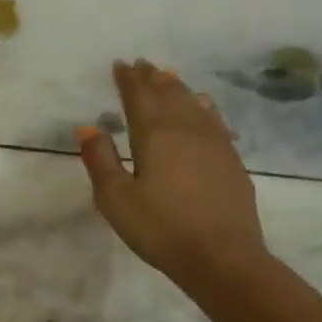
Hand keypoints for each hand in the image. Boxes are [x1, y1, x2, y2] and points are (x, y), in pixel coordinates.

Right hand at [78, 60, 267, 289]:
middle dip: (152, 78)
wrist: (222, 257)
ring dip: (178, 88)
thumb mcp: (115, 198)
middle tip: (142, 64)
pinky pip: (214, 120)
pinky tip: (204, 106)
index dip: (128, 80)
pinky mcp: (232, 161)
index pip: (139, 96)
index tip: (120, 64)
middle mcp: (186, 129)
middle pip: (168, 94)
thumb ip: (100, 160)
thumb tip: (89, 126)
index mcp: (154, 134)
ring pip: (193, 103)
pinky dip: (203, 106)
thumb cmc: (160, 228)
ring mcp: (214, 143)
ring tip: (168, 76)